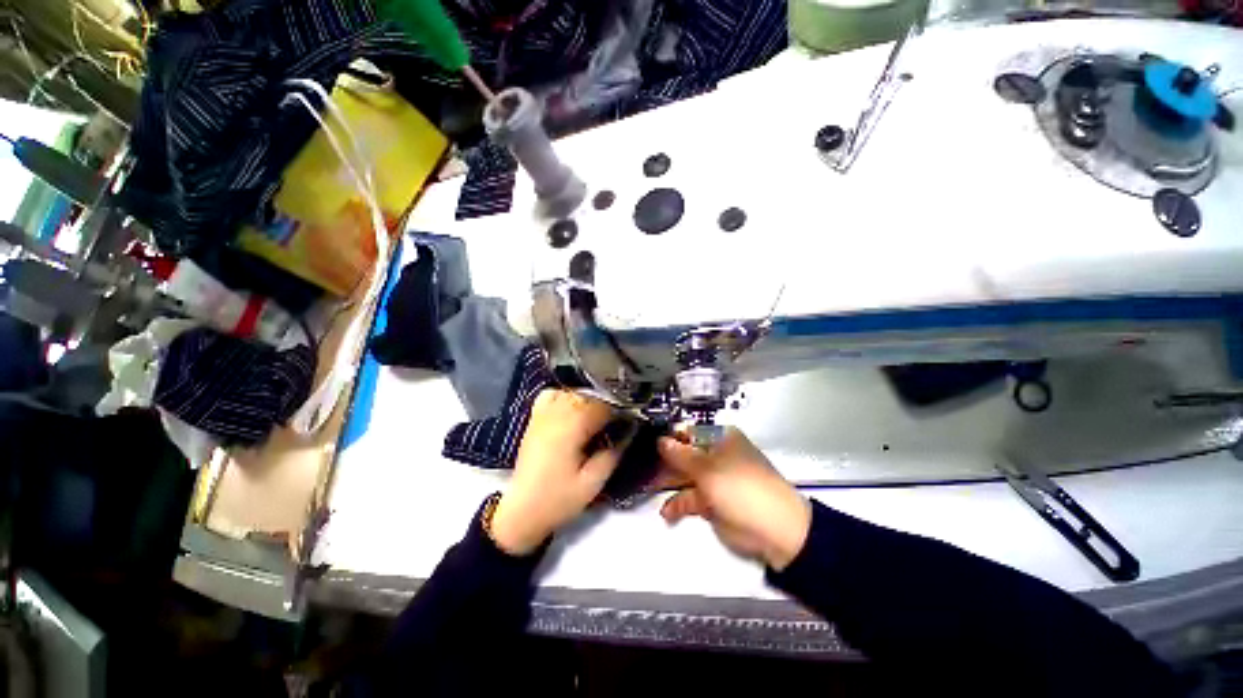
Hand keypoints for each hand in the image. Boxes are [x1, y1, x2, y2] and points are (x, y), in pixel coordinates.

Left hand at [490, 390, 623, 554]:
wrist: (522, 511)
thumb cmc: (559, 499)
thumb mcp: (593, 482)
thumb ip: (613, 453)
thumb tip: (630, 431)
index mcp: (572, 426)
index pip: (604, 406)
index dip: (621, 413)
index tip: (630, 423)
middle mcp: (557, 413)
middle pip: (590, 396)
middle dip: (607, 407)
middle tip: (617, 425)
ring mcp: (543, 413)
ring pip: (573, 393)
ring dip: (590, 401)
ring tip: (597, 419)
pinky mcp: (535, 418)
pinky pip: (552, 395)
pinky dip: (565, 396)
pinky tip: (573, 408)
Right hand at [658, 429, 811, 570]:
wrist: (775, 531)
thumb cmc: (741, 488)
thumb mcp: (708, 469)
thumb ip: (680, 455)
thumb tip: (660, 440)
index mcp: (720, 439)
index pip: (689, 432)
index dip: (669, 437)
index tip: (646, 442)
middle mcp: (716, 455)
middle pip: (685, 454)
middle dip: (665, 461)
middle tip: (642, 465)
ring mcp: (714, 479)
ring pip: (685, 476)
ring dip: (668, 482)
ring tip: (647, 487)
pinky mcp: (712, 502)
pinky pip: (691, 498)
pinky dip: (678, 504)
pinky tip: (666, 512)